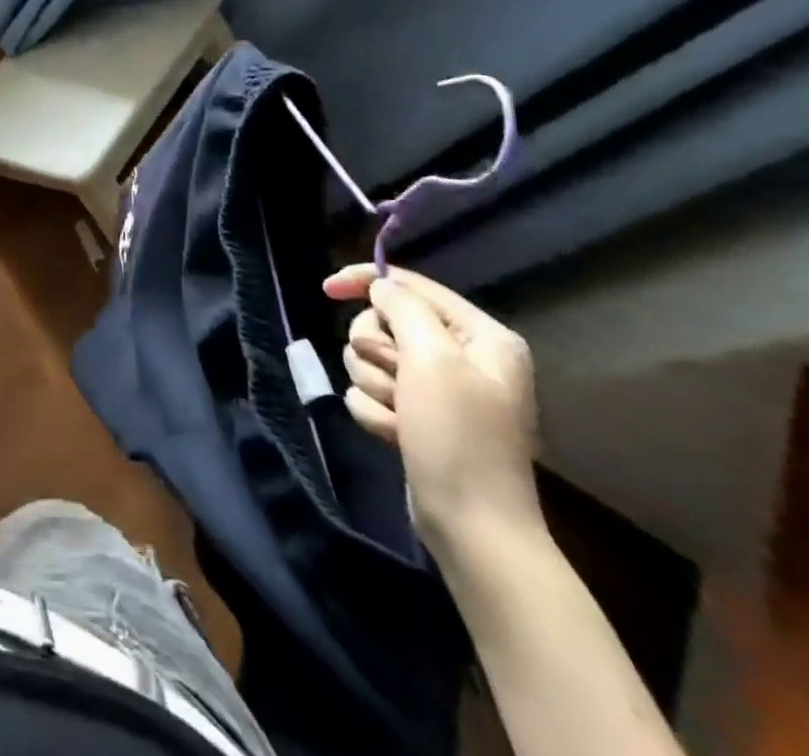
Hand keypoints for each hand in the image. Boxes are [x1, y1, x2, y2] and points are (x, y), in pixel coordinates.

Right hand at [323, 265, 541, 558]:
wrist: (472, 527)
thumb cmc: (459, 437)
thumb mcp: (432, 359)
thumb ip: (404, 308)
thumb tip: (380, 287)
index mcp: (482, 337)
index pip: (410, 285)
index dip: (365, 281)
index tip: (326, 289)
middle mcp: (462, 356)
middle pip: (383, 322)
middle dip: (375, 351)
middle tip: (396, 379)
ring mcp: (437, 389)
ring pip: (370, 358)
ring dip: (374, 385)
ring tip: (400, 416)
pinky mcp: (417, 415)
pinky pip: (371, 392)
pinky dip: (376, 412)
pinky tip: (397, 436)